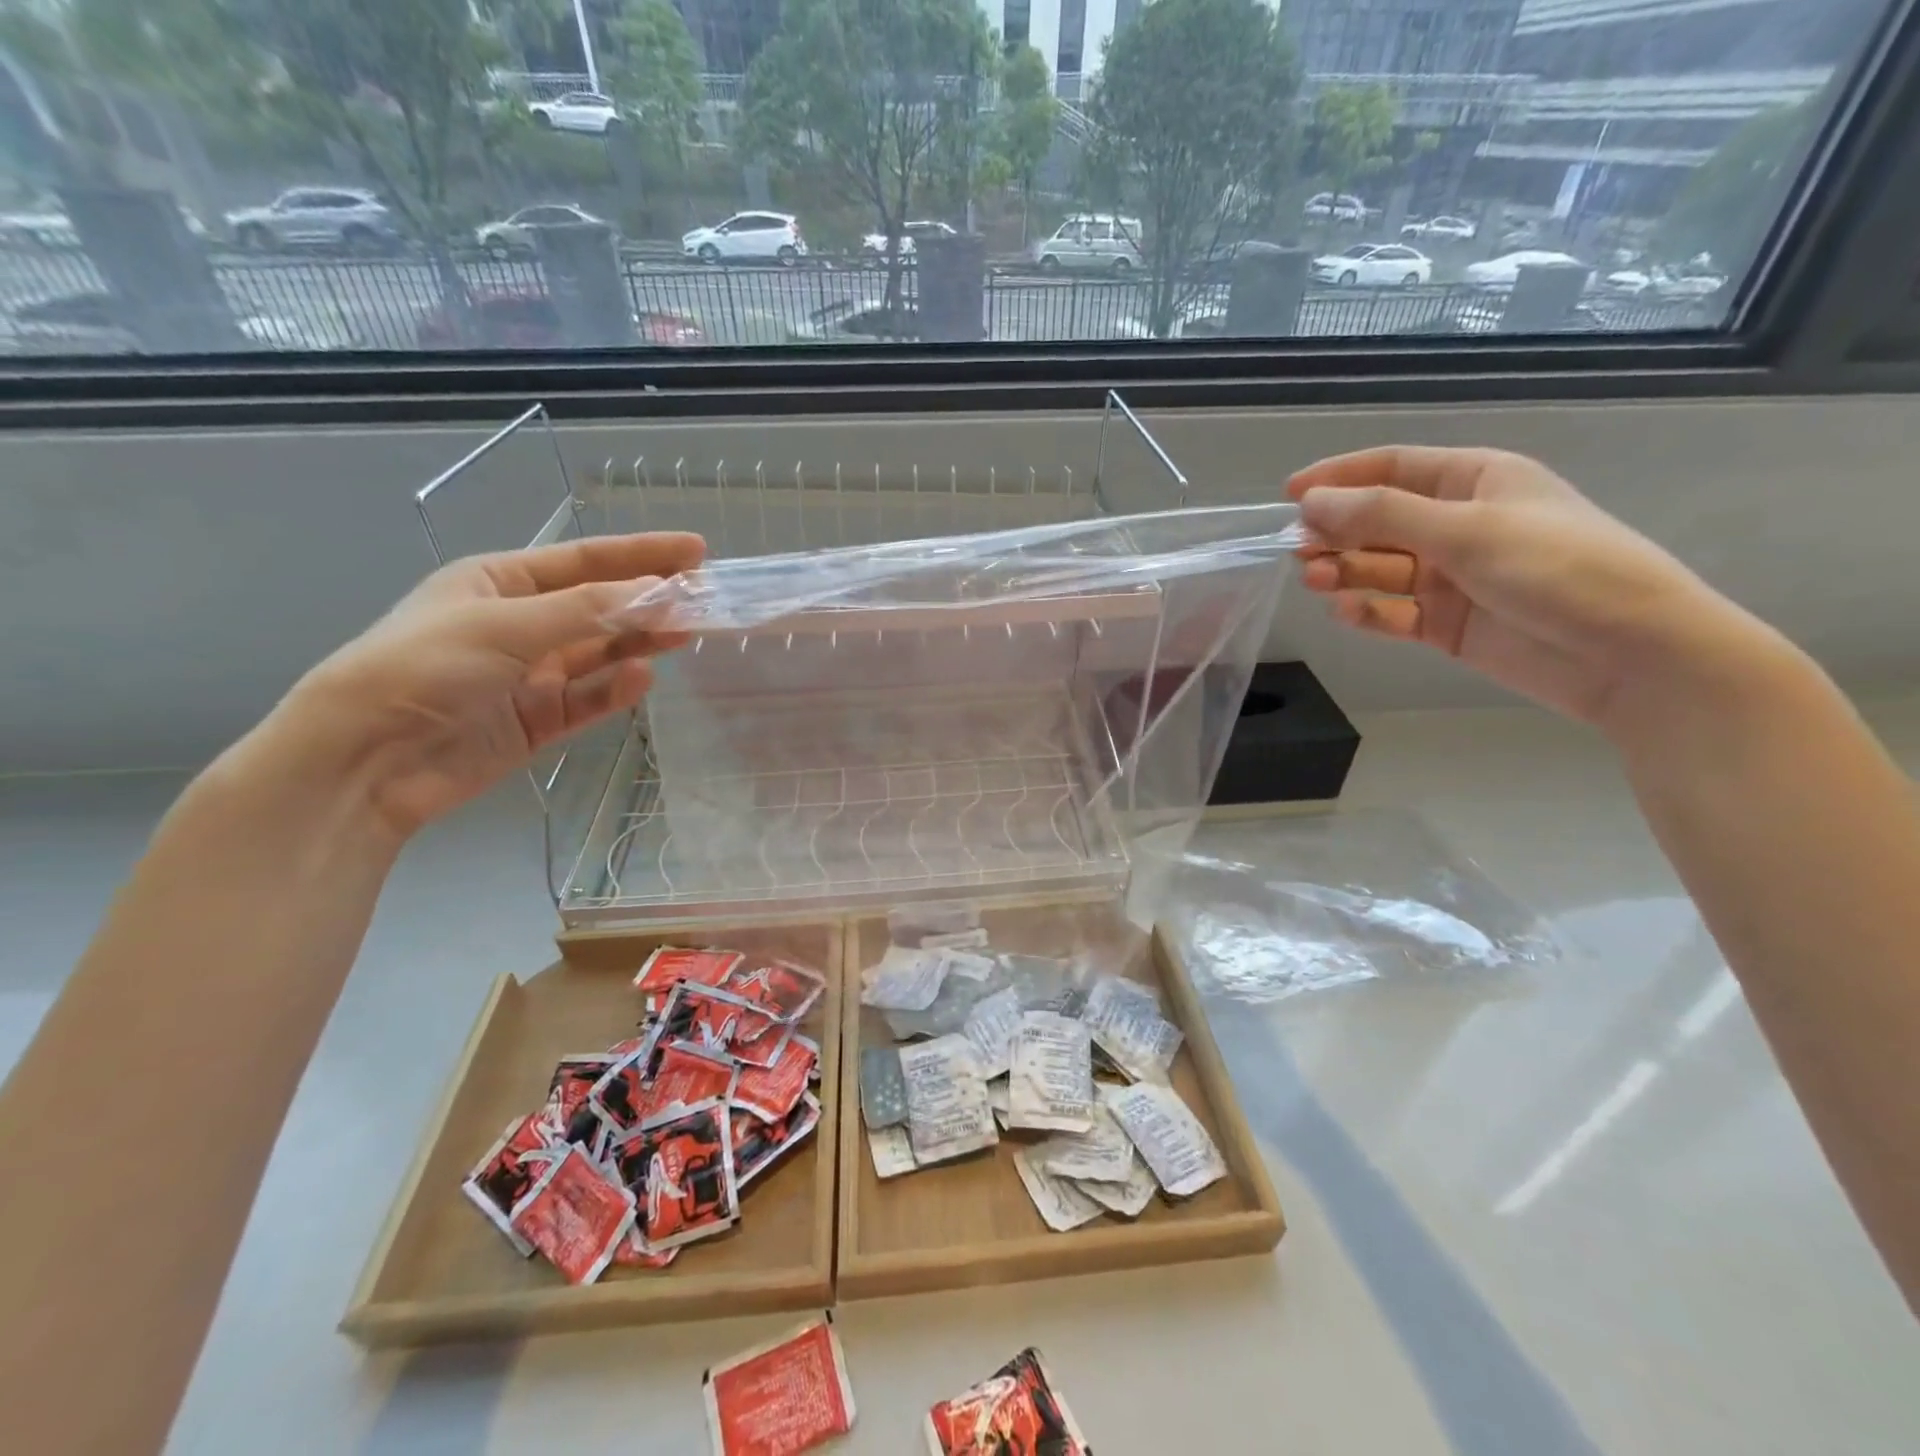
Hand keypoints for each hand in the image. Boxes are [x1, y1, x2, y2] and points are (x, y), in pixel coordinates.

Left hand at [276, 532, 703, 838]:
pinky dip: (616, 689)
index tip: (696, 550)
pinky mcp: (539, 720)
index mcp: (501, 582)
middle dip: (650, 600)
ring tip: (686, 634)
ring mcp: (531, 674)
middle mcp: (520, 623)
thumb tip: (658, 592)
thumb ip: (586, 609)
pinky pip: (589, 698)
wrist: (369, 759)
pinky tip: (643, 679)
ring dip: (641, 641)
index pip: (586, 561)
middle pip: (600, 606)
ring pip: (601, 652)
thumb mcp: (505, 625)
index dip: (642, 554)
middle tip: (703, 598)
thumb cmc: (425, 667)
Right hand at [1286, 446, 1762, 730]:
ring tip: (1318, 582)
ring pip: (1378, 569)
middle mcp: (1457, 525)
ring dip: (1344, 572)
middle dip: (1336, 534)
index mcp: (1474, 482)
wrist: (1629, 653)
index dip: (1339, 478)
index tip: (1289, 496)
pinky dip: (1367, 613)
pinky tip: (1349, 613)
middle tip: (1301, 553)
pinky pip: (1392, 613)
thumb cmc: (1558, 569)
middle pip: (1376, 522)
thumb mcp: (1467, 531)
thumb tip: (1311, 502)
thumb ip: (1383, 516)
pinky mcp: (1446, 624)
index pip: (1392, 468)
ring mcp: (1451, 578)